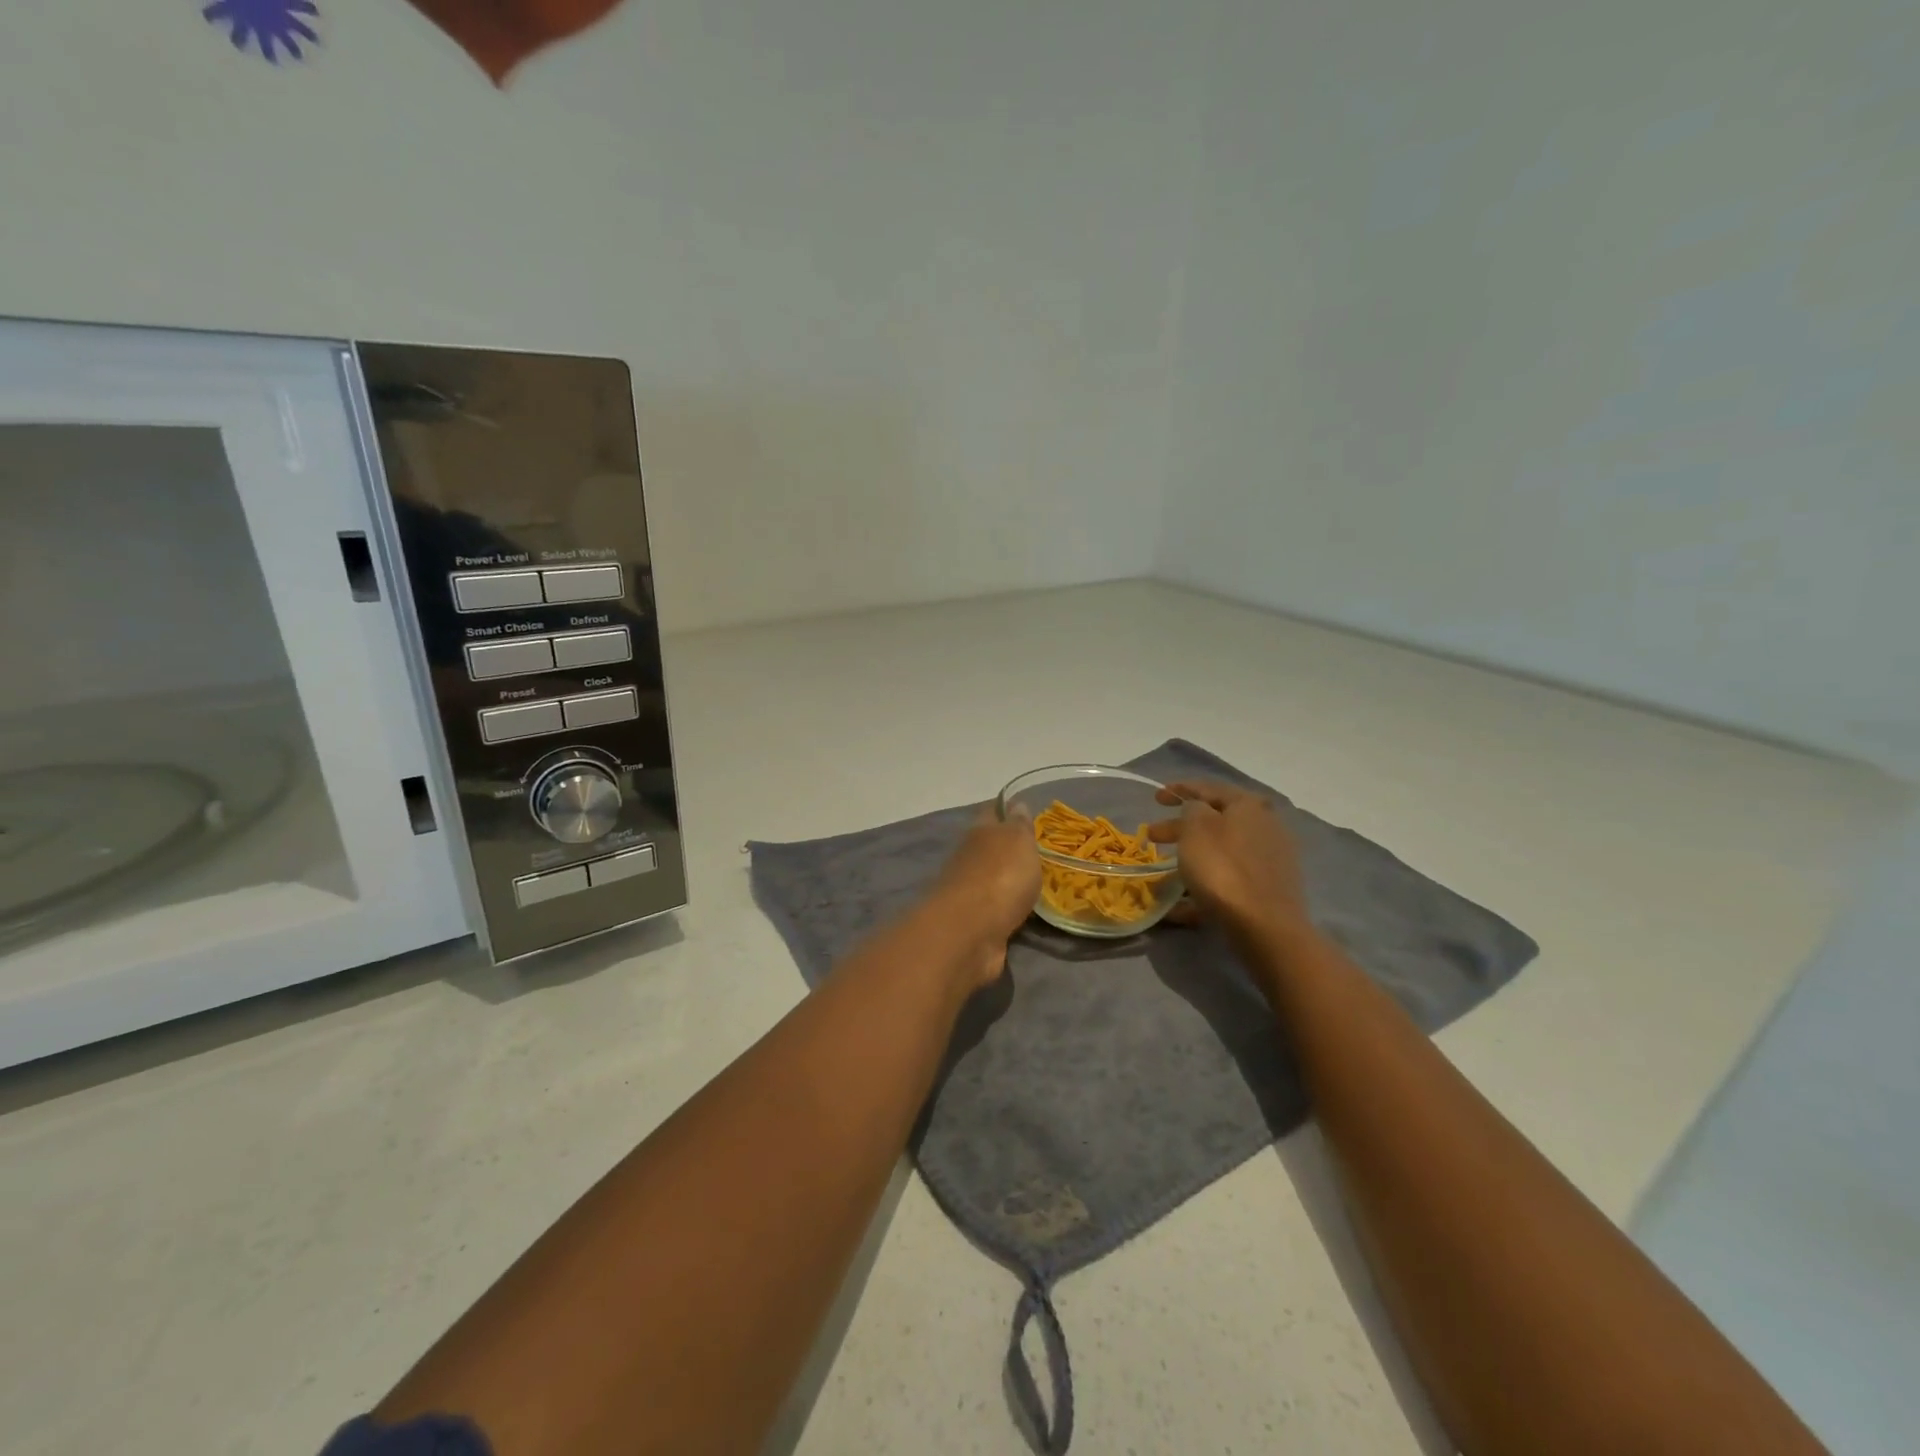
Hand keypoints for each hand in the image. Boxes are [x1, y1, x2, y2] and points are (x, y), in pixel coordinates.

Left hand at [921, 807, 1041, 988]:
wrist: (971, 932)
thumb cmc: (1000, 876)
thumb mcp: (1018, 841)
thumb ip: (1019, 825)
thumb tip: (1016, 805)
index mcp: (980, 832)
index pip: (991, 811)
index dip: (1005, 808)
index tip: (1023, 808)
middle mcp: (969, 858)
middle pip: (989, 846)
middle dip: (1007, 847)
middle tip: (1036, 850)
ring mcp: (968, 891)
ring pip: (991, 878)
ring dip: (1007, 880)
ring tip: (1035, 883)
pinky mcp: (973, 922)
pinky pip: (995, 909)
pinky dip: (1006, 908)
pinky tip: (1024, 912)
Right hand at [1148, 781, 1307, 940]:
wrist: (1265, 926)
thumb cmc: (1223, 868)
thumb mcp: (1196, 827)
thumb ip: (1192, 808)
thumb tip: (1197, 809)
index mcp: (1247, 805)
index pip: (1208, 788)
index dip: (1180, 789)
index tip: (1157, 798)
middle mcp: (1264, 826)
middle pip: (1214, 821)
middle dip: (1180, 827)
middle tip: (1153, 835)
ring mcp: (1269, 860)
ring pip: (1220, 852)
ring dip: (1192, 857)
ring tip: (1164, 873)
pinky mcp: (1267, 890)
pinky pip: (1228, 881)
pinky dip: (1204, 887)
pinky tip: (1180, 905)